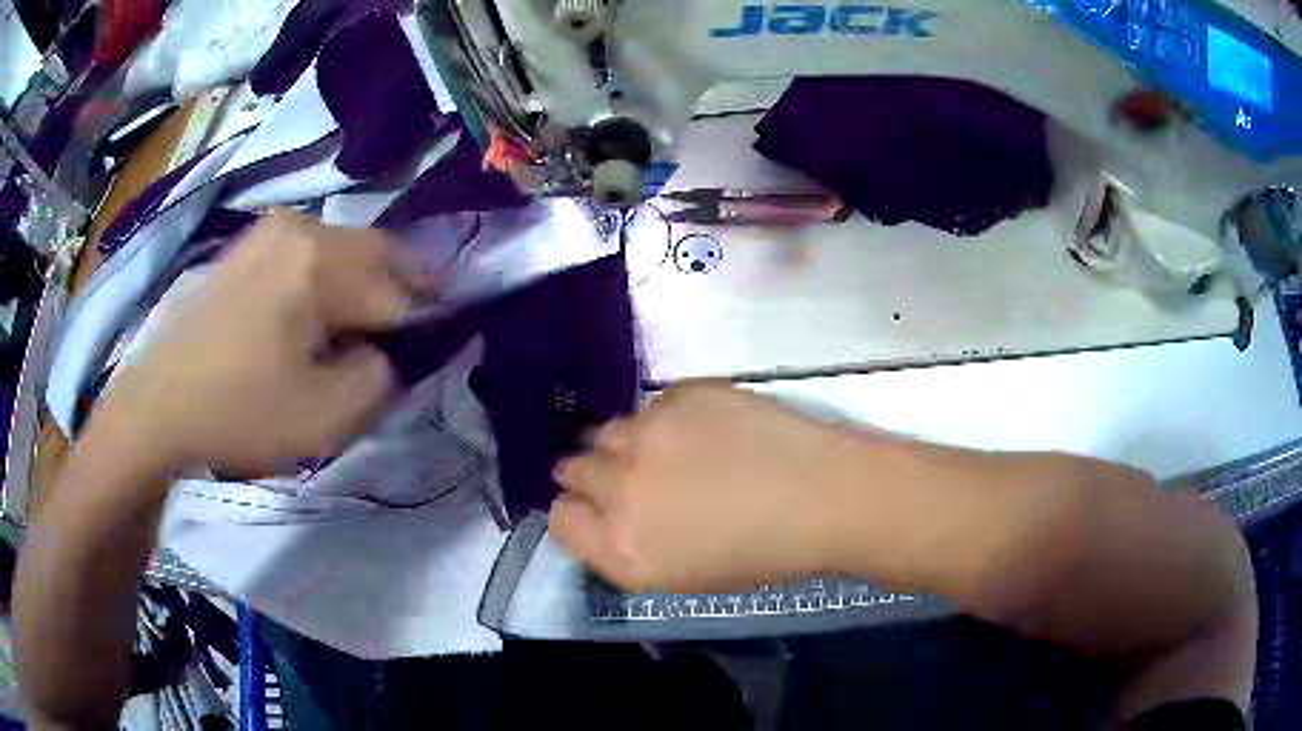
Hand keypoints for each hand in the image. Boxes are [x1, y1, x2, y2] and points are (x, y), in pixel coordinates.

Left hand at [92, 210, 426, 475]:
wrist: (156, 405)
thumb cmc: (238, 413)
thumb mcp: (324, 417)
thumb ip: (380, 378)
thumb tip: (387, 353)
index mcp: (321, 263)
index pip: (401, 289)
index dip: (430, 318)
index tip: (446, 342)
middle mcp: (301, 229)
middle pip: (378, 252)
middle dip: (404, 289)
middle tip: (413, 331)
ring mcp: (269, 232)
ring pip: (344, 249)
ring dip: (366, 282)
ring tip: (366, 326)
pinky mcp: (248, 246)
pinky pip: (309, 251)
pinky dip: (330, 276)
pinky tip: (319, 312)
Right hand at [549, 384, 865, 592]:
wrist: (823, 496)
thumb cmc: (760, 553)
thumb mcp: (679, 577)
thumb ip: (622, 549)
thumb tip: (599, 514)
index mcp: (623, 548)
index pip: (559, 518)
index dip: (577, 512)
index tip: (597, 509)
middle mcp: (621, 488)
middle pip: (572, 468)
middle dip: (594, 475)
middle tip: (635, 479)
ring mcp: (649, 434)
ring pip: (607, 430)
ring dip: (626, 443)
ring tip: (672, 453)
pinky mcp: (681, 394)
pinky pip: (650, 404)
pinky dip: (664, 418)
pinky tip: (704, 431)